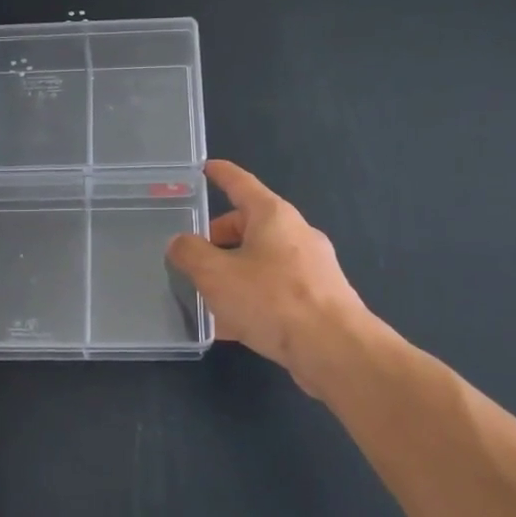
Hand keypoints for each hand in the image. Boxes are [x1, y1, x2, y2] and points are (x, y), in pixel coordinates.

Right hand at [166, 159, 380, 394]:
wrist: (335, 349)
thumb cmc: (272, 300)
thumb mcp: (216, 275)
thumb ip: (190, 254)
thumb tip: (180, 243)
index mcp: (273, 216)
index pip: (241, 184)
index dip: (220, 174)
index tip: (205, 167)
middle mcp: (296, 234)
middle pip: (249, 226)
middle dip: (218, 239)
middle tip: (193, 259)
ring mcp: (311, 267)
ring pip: (260, 261)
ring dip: (232, 273)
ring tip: (205, 297)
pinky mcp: (318, 298)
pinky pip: (274, 289)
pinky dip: (250, 298)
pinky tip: (230, 327)